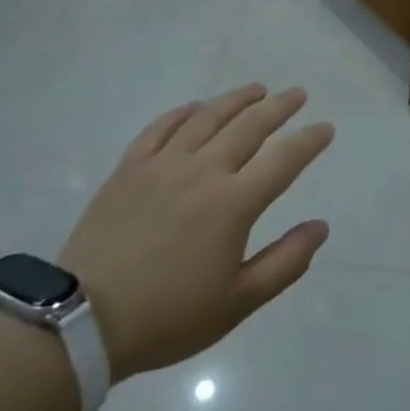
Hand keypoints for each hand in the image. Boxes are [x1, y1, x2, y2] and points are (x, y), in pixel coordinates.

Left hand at [58, 83, 332, 380]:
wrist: (82, 322)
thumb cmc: (168, 316)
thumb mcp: (238, 302)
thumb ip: (285, 262)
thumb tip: (321, 227)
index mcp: (234, 203)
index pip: (284, 159)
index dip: (309, 140)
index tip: (326, 128)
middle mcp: (203, 170)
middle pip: (250, 126)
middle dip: (279, 106)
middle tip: (297, 94)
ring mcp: (163, 164)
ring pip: (208, 117)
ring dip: (237, 99)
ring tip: (257, 89)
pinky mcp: (129, 168)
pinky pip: (161, 127)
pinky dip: (183, 111)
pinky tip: (195, 106)